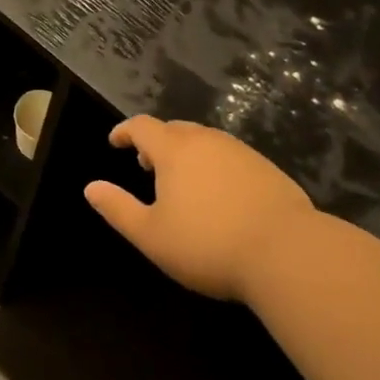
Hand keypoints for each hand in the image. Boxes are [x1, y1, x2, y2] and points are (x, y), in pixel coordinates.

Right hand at [85, 117, 315, 300]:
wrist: (289, 253)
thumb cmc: (209, 244)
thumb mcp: (152, 236)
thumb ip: (118, 209)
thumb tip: (90, 188)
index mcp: (174, 150)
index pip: (142, 126)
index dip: (125, 131)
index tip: (115, 142)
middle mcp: (206, 140)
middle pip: (174, 129)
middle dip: (156, 142)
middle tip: (147, 164)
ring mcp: (240, 152)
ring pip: (205, 141)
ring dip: (187, 153)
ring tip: (183, 181)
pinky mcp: (267, 169)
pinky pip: (230, 157)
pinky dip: (215, 165)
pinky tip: (221, 194)